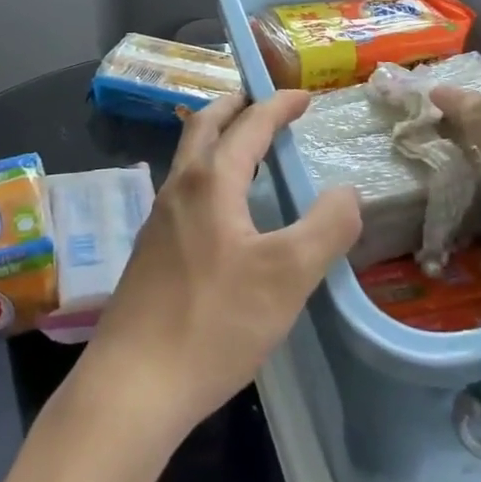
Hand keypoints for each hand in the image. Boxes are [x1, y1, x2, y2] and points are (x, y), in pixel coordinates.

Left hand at [77, 92, 361, 443]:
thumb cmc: (214, 322)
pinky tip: (224, 212)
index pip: (249, 125)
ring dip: (218, 139)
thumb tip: (347, 193)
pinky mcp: (150, 252)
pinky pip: (184, 190)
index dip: (279, 105)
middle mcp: (179, 188)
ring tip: (247, 151)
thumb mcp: (288, 276)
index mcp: (211, 181)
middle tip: (263, 104)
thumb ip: (326, 227)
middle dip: (235, 107)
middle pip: (204, 126)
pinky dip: (209, 174)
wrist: (133, 385)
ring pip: (188, 158)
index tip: (305, 96)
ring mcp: (158, 220)